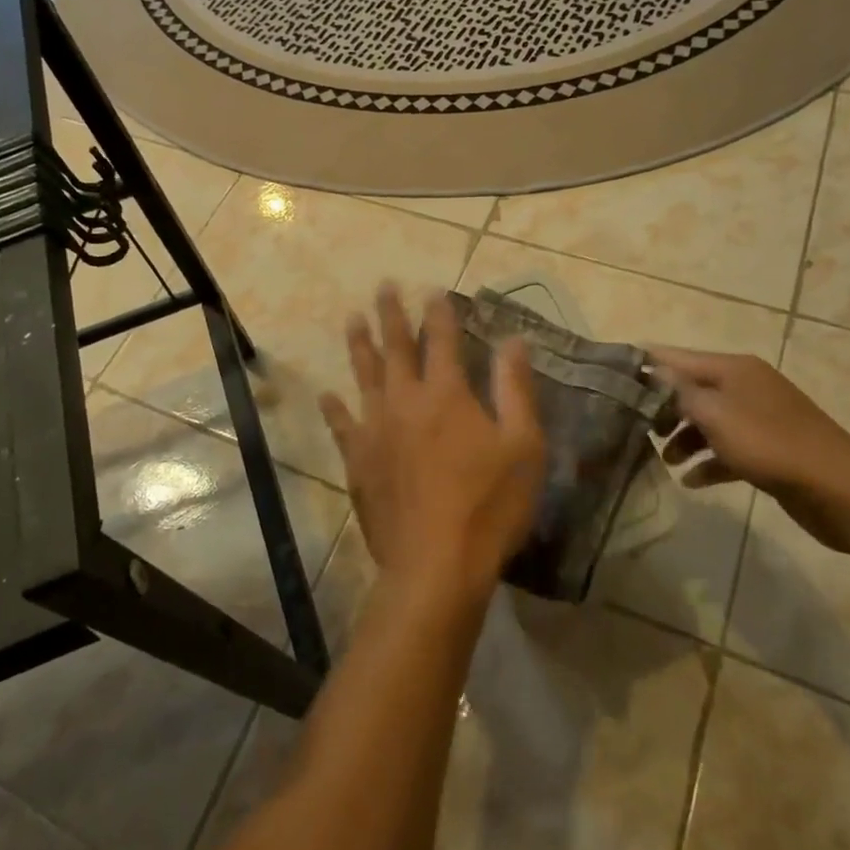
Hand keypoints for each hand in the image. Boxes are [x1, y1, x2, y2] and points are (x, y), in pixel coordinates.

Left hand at [320, 286, 546, 609]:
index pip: (442, 339)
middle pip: (396, 347)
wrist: (435, 564)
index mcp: (446, 393)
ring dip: (359, 344)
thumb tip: (513, 340)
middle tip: (383, 286)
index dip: (438, 312)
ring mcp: (375, 429)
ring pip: (364, 375)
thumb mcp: (523, 446)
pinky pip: (342, 425)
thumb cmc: (489, 505)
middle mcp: (405, 400)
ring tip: (351, 318)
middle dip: (391, 314)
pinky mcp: (358, 460)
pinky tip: (326, 394)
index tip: (432, 289)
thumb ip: (515, 389)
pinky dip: (334, 408)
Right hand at [648, 349, 849, 551]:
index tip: (611, 377)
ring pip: (707, 421)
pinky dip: (709, 461)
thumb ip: (678, 391)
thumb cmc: (771, 445)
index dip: (646, 365)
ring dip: (684, 438)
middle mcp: (745, 386)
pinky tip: (692, 482)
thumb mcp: (715, 415)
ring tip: (665, 461)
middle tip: (636, 429)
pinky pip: (727, 449)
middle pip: (691, 390)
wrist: (843, 492)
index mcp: (733, 368)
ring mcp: (759, 418)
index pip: (677, 358)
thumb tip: (651, 369)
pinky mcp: (769, 450)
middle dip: (662, 408)